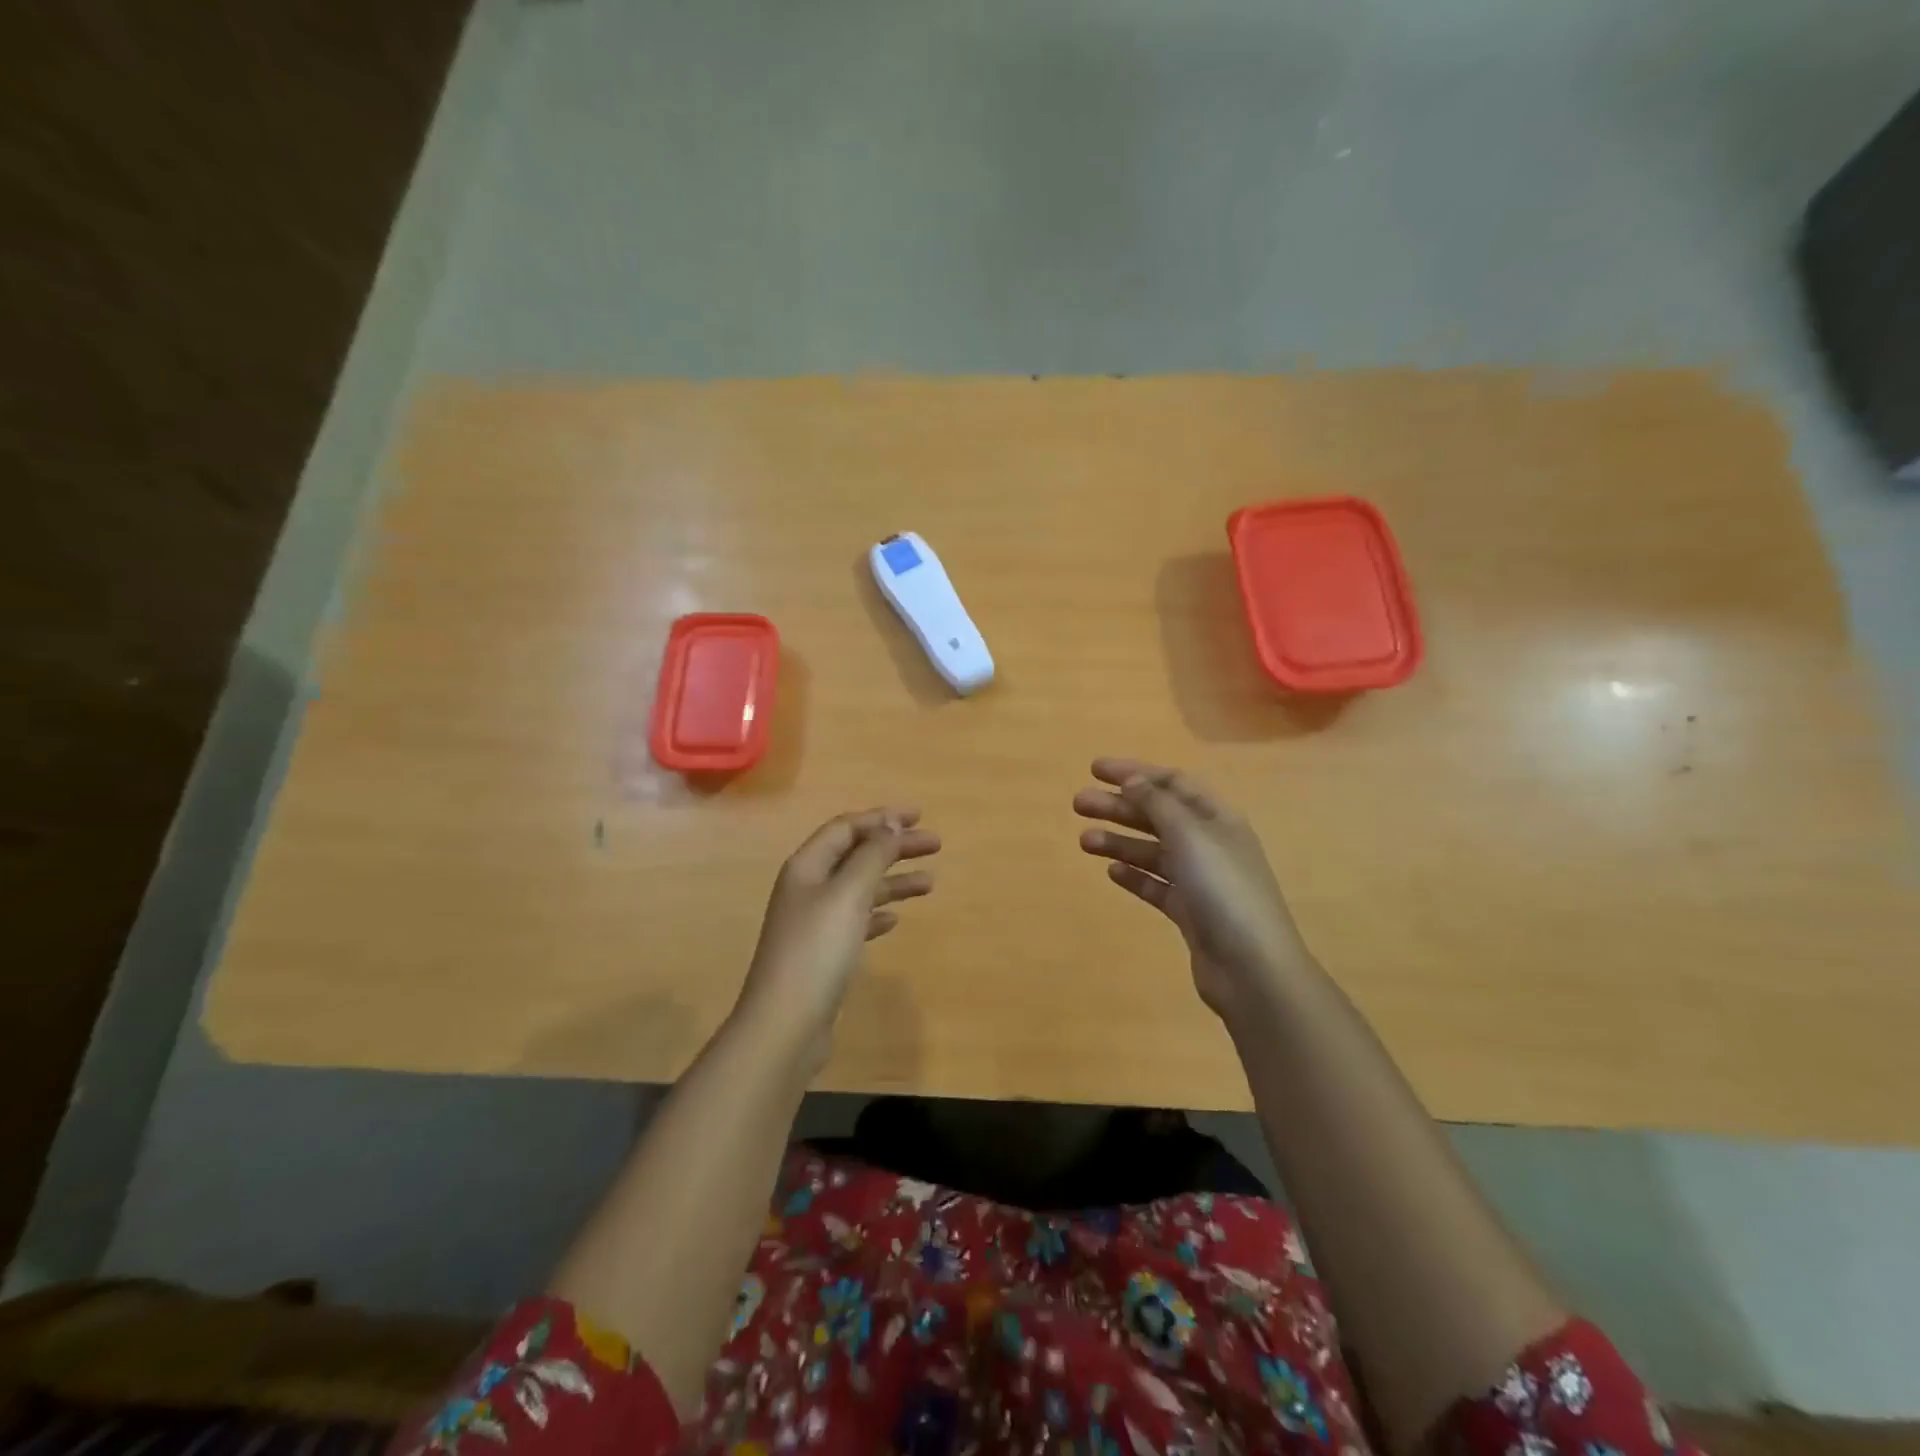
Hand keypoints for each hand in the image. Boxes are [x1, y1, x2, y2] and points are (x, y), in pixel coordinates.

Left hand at [738, 808, 939, 1035]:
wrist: (785, 1024)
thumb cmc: (818, 950)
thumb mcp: (849, 894)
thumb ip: (872, 856)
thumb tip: (891, 825)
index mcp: (807, 867)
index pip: (846, 828)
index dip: (882, 818)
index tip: (918, 817)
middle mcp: (808, 888)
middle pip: (855, 855)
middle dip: (894, 847)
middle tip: (935, 845)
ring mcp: (814, 923)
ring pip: (859, 889)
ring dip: (893, 881)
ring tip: (930, 883)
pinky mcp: (823, 954)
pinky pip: (856, 920)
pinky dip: (877, 913)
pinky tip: (895, 920)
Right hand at [1075, 758, 1312, 1020]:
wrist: (1252, 968)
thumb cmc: (1223, 890)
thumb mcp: (1190, 836)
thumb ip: (1158, 804)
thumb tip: (1133, 780)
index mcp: (1217, 819)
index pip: (1173, 783)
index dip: (1135, 772)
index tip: (1095, 769)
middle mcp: (1210, 844)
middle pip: (1158, 816)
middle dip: (1119, 806)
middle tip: (1078, 804)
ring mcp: (1201, 881)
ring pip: (1153, 851)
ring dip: (1119, 841)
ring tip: (1084, 841)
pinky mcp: (1190, 913)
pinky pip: (1157, 885)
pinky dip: (1134, 876)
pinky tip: (1111, 873)